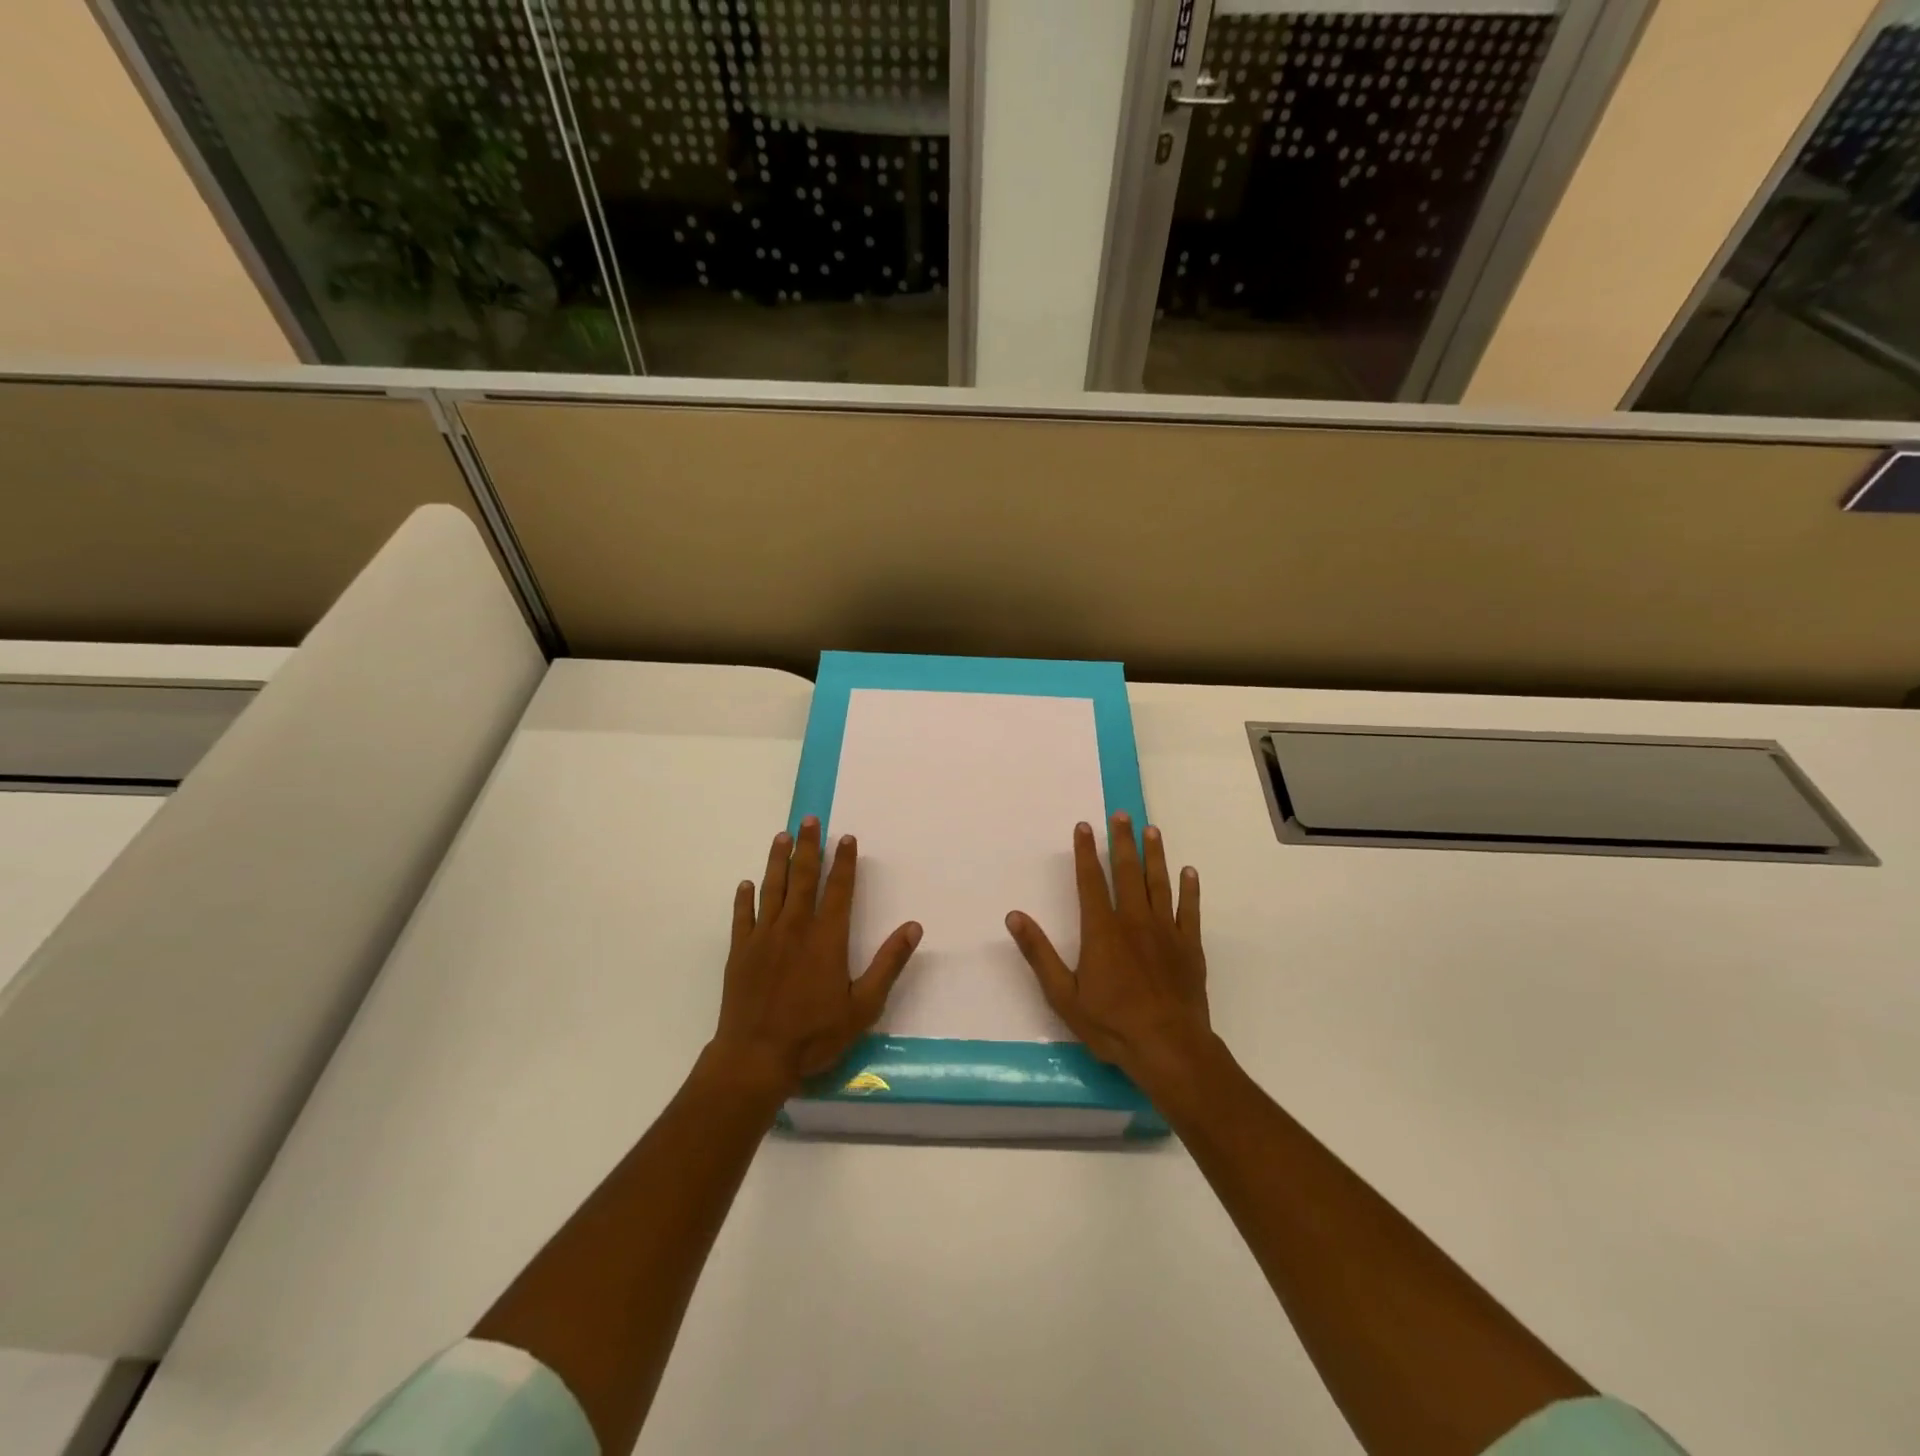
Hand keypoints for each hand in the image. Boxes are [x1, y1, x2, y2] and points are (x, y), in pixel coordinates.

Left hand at [708, 816, 921, 1100]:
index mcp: (826, 938)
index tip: (846, 837)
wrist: (756, 1057)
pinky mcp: (740, 952)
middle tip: (809, 819)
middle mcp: (794, 928)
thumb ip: (888, 964)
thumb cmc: (814, 1035)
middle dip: (808, 847)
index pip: (838, 889)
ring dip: (777, 860)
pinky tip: (746, 884)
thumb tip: (913, 927)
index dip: (843, 862)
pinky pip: (742, 916)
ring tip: (782, 836)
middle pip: (802, 878)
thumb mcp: (863, 1006)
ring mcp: (763, 937)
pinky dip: (744, 898)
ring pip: (772, 888)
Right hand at [1005, 812, 1214, 1097]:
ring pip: (1159, 883)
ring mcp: (1165, 931)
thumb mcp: (1063, 994)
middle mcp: (1134, 920)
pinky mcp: (1189, 946)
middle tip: (1122, 814)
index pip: (1091, 881)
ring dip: (1155, 855)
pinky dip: (1189, 889)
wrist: (1167, 1047)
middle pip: (1128, 872)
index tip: (1084, 826)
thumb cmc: (1111, 1023)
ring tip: (1152, 830)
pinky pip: (1190, 909)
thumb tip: (1014, 916)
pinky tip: (1189, 872)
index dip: (1085, 852)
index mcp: (1102, 929)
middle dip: (1123, 841)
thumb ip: (1039, 953)